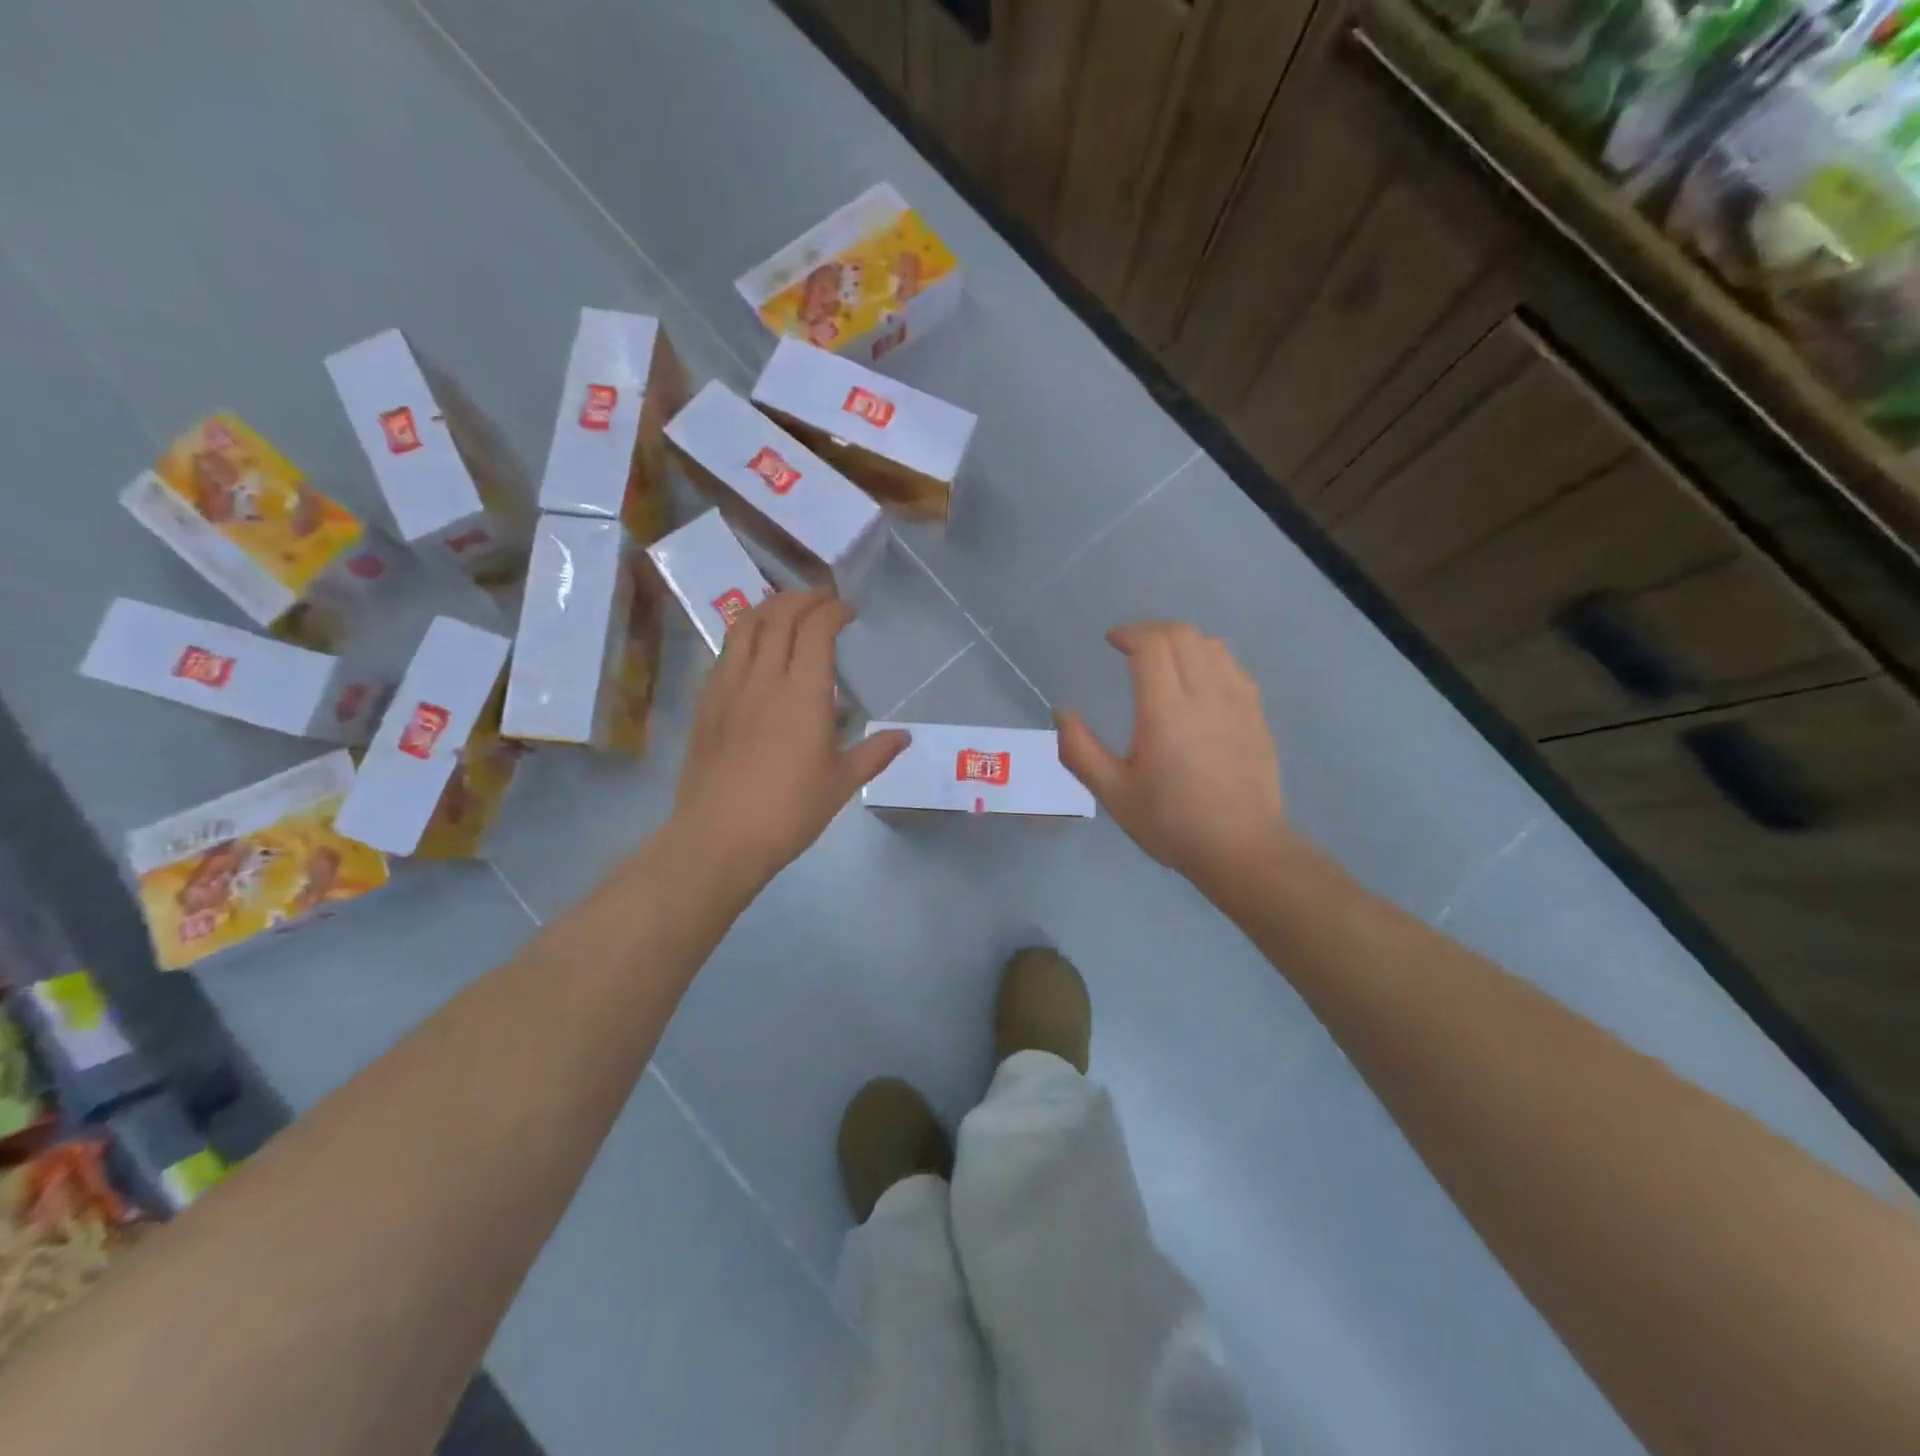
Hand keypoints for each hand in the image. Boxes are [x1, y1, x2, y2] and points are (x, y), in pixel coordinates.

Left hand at [669, 589, 908, 897]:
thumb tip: (905, 736)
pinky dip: (743, 634)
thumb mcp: (841, 784)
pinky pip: (724, 652)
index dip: (832, 610)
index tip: (847, 610)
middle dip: (802, 599)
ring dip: (768, 607)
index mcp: (803, 694)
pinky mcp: (705, 703)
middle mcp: (763, 678)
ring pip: (744, 627)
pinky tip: (752, 647)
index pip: (816, 630)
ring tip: (785, 607)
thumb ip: (874, 753)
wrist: (719, 838)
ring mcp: (728, 688)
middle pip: (779, 617)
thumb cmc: (789, 812)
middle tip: (821, 599)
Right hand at [1056, 623, 1288, 893]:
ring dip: (1183, 642)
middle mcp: (1205, 695)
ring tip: (1164, 660)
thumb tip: (1061, 712)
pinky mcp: (1257, 716)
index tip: (1112, 641)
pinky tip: (1200, 682)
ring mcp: (1237, 703)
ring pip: (1213, 646)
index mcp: (1166, 711)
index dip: (1130, 633)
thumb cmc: (1172, 823)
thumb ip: (1080, 750)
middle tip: (1131, 647)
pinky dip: (1210, 659)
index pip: (1152, 646)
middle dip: (1153, 630)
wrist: (1242, 850)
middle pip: (1183, 635)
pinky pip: (1234, 668)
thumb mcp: (1113, 793)